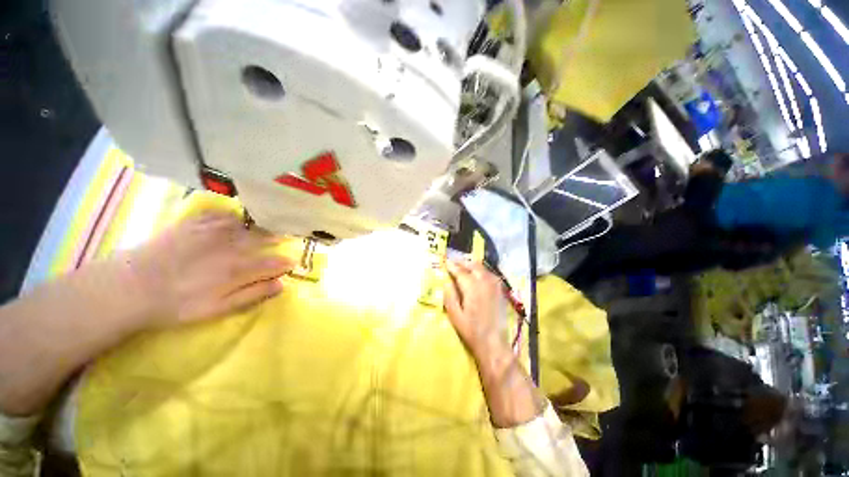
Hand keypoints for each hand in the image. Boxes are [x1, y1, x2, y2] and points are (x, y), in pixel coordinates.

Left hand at [128, 211, 294, 326]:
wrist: (132, 287)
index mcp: (240, 268)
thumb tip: (281, 284)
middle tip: (286, 237)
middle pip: (265, 238)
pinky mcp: (195, 223)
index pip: (274, 262)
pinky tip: (235, 218)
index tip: (292, 263)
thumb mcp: (218, 309)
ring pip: (248, 223)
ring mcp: (213, 231)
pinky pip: (221, 213)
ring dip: (261, 225)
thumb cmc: (178, 304)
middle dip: (279, 239)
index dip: (286, 263)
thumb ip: (252, 295)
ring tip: (267, 225)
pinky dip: (233, 215)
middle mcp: (232, 245)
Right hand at [443, 260, 508, 359]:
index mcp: (472, 287)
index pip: (460, 270)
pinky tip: (476, 276)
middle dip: (462, 262)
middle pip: (472, 265)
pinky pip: (489, 273)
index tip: (445, 261)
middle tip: (453, 263)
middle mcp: (485, 281)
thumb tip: (446, 281)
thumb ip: (450, 295)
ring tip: (463, 268)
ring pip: (482, 267)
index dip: (451, 265)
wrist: (494, 343)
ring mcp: (495, 284)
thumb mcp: (455, 315)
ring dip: (471, 265)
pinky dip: (481, 271)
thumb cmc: (471, 331)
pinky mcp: (500, 289)